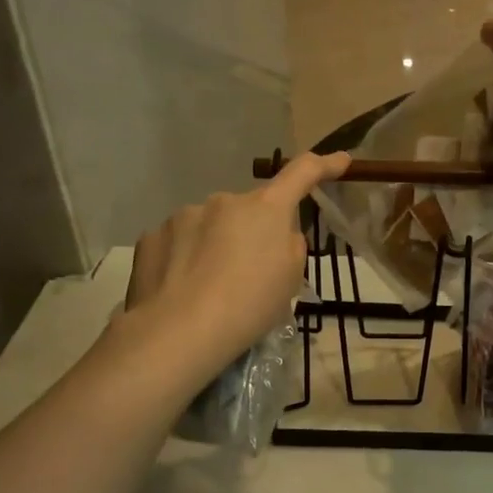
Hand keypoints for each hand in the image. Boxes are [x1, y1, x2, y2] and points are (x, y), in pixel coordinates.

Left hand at [120, 152, 349, 387]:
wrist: (179, 331)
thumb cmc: (248, 306)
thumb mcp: (290, 281)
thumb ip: (291, 247)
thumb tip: (278, 236)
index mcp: (265, 209)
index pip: (302, 174)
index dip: (324, 166)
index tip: (340, 161)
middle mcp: (224, 201)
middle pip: (247, 211)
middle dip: (251, 233)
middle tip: (248, 275)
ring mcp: (184, 215)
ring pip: (209, 227)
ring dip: (214, 247)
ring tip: (208, 290)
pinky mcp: (152, 236)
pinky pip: (178, 243)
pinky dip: (183, 260)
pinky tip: (180, 290)